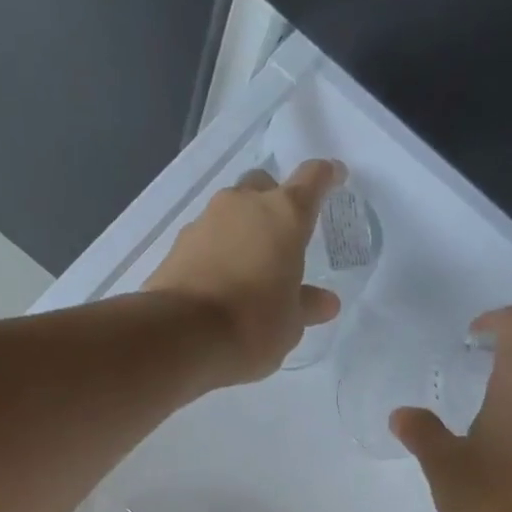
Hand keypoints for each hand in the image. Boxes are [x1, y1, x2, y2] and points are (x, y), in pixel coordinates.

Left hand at [145, 159, 343, 384]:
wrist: (181, 335)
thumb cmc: (253, 325)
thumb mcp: (291, 324)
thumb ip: (307, 305)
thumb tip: (326, 302)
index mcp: (284, 216)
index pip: (312, 180)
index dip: (326, 176)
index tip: (334, 177)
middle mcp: (244, 205)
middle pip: (264, 187)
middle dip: (274, 203)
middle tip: (281, 236)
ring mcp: (206, 221)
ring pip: (231, 212)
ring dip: (242, 230)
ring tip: (248, 267)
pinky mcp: (178, 244)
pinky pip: (206, 238)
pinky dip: (216, 251)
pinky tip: (219, 281)